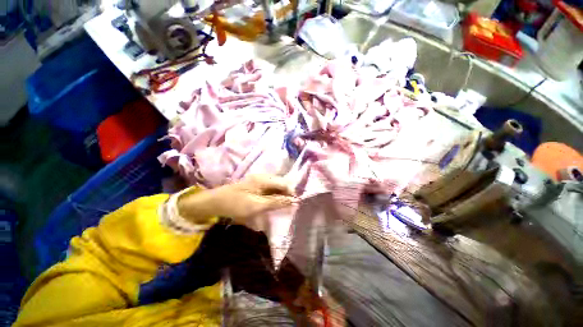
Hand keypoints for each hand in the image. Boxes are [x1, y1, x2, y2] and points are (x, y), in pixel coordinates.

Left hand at [177, 174, 297, 225]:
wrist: (215, 202)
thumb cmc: (236, 204)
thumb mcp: (257, 205)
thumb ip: (276, 202)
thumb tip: (294, 201)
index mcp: (264, 179)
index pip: (285, 183)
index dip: (291, 193)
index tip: (292, 205)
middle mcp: (263, 176)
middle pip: (281, 183)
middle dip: (285, 195)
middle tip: (286, 208)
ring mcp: (258, 180)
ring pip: (275, 186)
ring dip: (279, 196)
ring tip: (278, 207)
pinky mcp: (255, 184)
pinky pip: (269, 189)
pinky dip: (272, 196)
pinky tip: (270, 203)